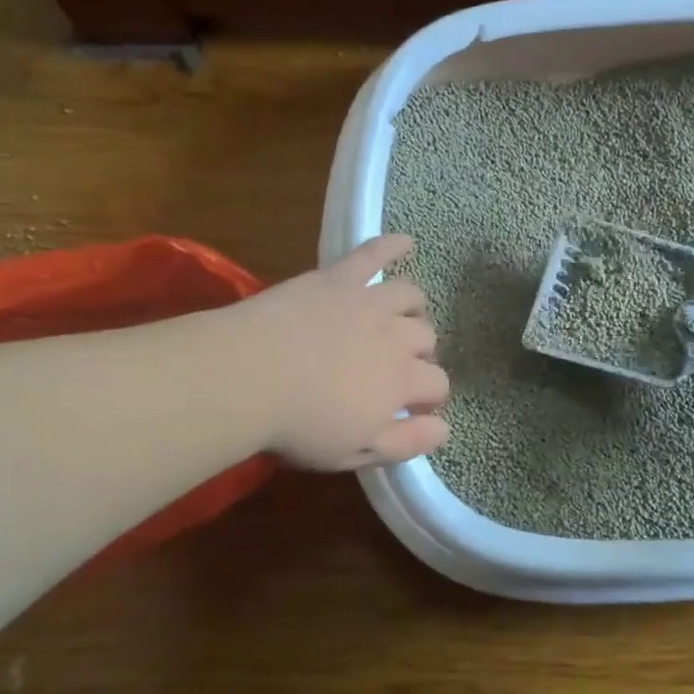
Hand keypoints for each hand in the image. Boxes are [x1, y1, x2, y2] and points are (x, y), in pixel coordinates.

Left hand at [231, 234, 448, 470]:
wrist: (247, 376)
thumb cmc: (298, 424)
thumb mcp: (356, 452)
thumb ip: (406, 442)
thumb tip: (445, 429)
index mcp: (402, 381)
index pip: (438, 384)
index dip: (432, 396)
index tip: (416, 406)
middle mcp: (396, 336)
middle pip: (427, 339)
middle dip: (421, 354)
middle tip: (398, 366)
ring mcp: (368, 302)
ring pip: (411, 297)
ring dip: (414, 309)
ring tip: (402, 318)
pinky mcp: (339, 278)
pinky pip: (373, 254)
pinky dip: (392, 245)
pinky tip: (406, 242)